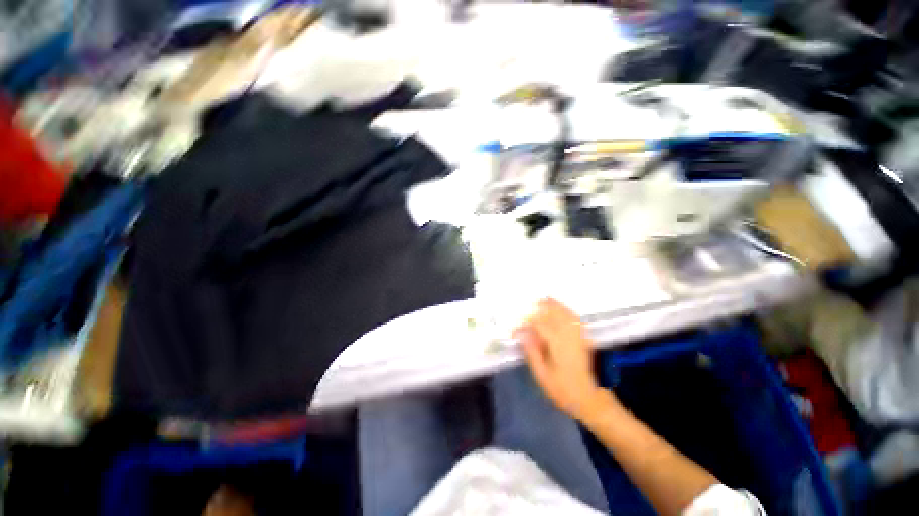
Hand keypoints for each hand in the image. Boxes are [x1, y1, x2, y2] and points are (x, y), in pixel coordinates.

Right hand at [515, 298, 610, 422]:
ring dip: (550, 304)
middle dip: (537, 307)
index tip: (514, 323)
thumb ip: (532, 352)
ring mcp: (578, 334)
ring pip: (563, 311)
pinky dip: (563, 309)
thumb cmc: (564, 390)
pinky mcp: (583, 336)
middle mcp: (569, 334)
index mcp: (558, 344)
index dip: (525, 319)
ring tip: (538, 302)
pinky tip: (557, 308)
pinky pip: (573, 316)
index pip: (538, 322)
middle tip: (523, 308)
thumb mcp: (542, 375)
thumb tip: (521, 333)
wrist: (591, 399)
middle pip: (553, 312)